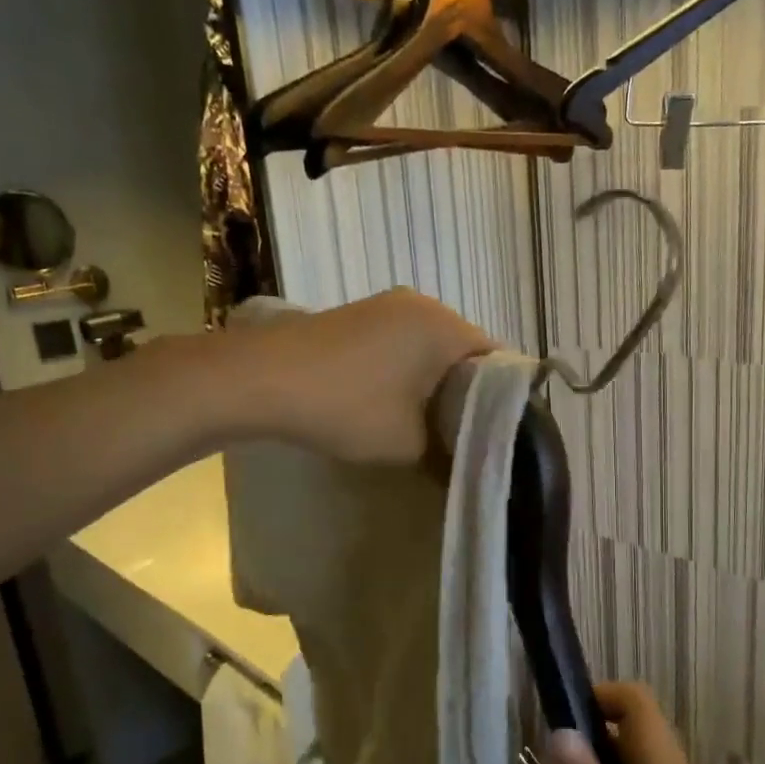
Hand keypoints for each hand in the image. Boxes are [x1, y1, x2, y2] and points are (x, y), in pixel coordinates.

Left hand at [239, 289, 493, 463]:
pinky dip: (408, 370)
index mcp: (446, 327)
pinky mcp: (359, 314)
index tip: (497, 434)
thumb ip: (446, 450)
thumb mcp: (408, 444)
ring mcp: (387, 304)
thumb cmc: (348, 407)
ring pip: (432, 347)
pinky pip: (403, 342)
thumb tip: (459, 458)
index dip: (503, 401)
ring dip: (435, 382)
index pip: (498, 361)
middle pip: (465, 351)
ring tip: (428, 421)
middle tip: (464, 433)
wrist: (261, 379)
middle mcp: (424, 304)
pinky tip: (393, 400)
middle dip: (467, 392)